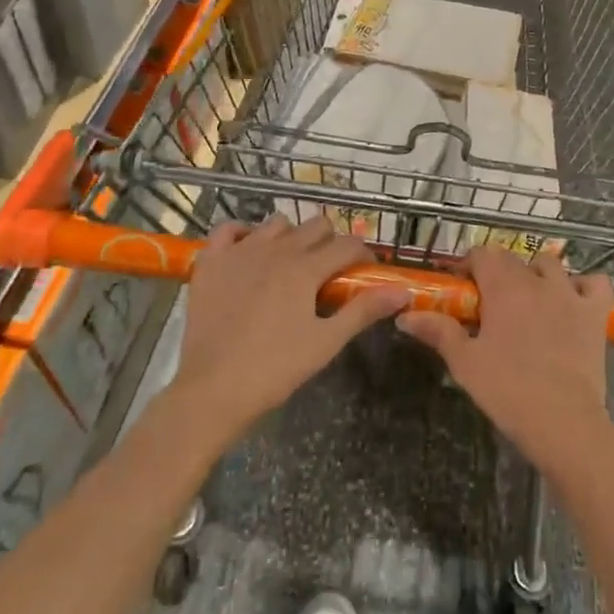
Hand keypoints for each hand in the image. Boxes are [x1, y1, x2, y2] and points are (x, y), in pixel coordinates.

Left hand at [170, 216, 406, 445]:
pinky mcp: (211, 262)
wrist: (212, 390)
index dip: (362, 255)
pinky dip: (242, 234)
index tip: (364, 272)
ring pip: (277, 224)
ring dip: (291, 237)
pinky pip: (228, 229)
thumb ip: (364, 310)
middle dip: (330, 242)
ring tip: (290, 265)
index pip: (347, 245)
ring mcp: (240, 251)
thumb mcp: (326, 342)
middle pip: (316, 226)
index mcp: (306, 268)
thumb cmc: (275, 369)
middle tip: (329, 273)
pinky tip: (249, 252)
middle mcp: (276, 249)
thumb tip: (402, 291)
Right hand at [396, 247, 613, 471]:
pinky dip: (585, 287)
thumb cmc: (507, 390)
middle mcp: (537, 280)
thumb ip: (438, 331)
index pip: (482, 254)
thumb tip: (405, 316)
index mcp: (503, 287)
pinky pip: (596, 283)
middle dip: (499, 272)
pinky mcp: (596, 312)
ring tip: (530, 302)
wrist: (563, 421)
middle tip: (490, 305)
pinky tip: (574, 303)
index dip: (469, 266)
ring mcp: (571, 293)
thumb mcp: (465, 362)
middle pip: (514, 259)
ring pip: (552, 264)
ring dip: (538, 275)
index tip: (462, 288)